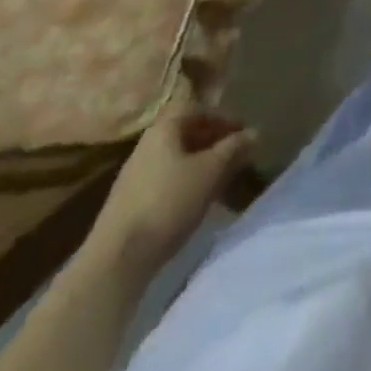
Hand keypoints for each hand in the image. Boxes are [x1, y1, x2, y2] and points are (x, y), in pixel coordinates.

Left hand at [86, 110, 254, 273]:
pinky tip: (196, 203)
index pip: (199, 110)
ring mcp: (135, 175)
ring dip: (201, 165)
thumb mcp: (209, 172)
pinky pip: (166, 181)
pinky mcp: (130, 203)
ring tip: (221, 182)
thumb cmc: (168, 203)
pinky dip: (186, 184)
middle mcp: (147, 144)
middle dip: (214, 143)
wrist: (116, 260)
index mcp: (164, 127)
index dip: (224, 119)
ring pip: (177, 159)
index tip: (244, 135)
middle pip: (187, 134)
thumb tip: (255, 132)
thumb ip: (233, 149)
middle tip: (236, 157)